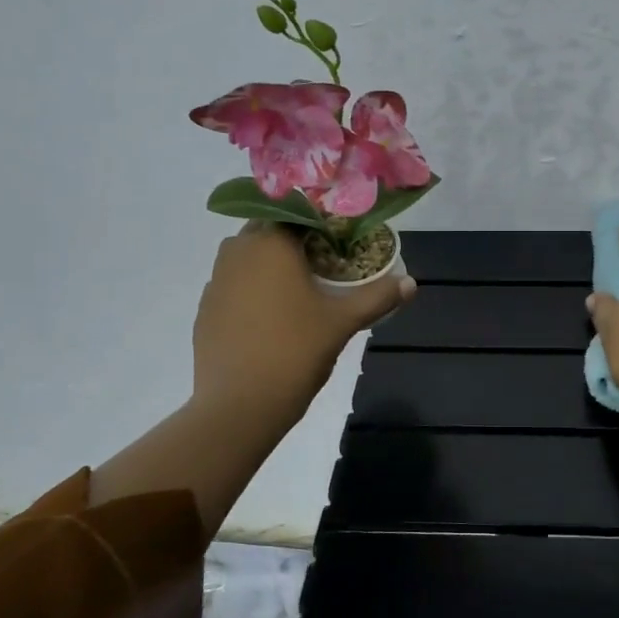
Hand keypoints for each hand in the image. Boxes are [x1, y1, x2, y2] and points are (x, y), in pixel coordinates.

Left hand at [194, 223, 415, 414]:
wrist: (240, 404)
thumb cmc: (296, 351)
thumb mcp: (343, 322)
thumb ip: (377, 297)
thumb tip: (412, 284)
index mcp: (271, 244)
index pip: (296, 213)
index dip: (320, 223)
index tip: (340, 240)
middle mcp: (237, 252)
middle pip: (268, 231)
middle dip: (294, 241)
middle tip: (322, 264)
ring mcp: (216, 281)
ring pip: (246, 256)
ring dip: (269, 263)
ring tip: (298, 290)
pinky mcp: (205, 309)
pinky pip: (232, 285)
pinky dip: (251, 289)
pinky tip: (270, 317)